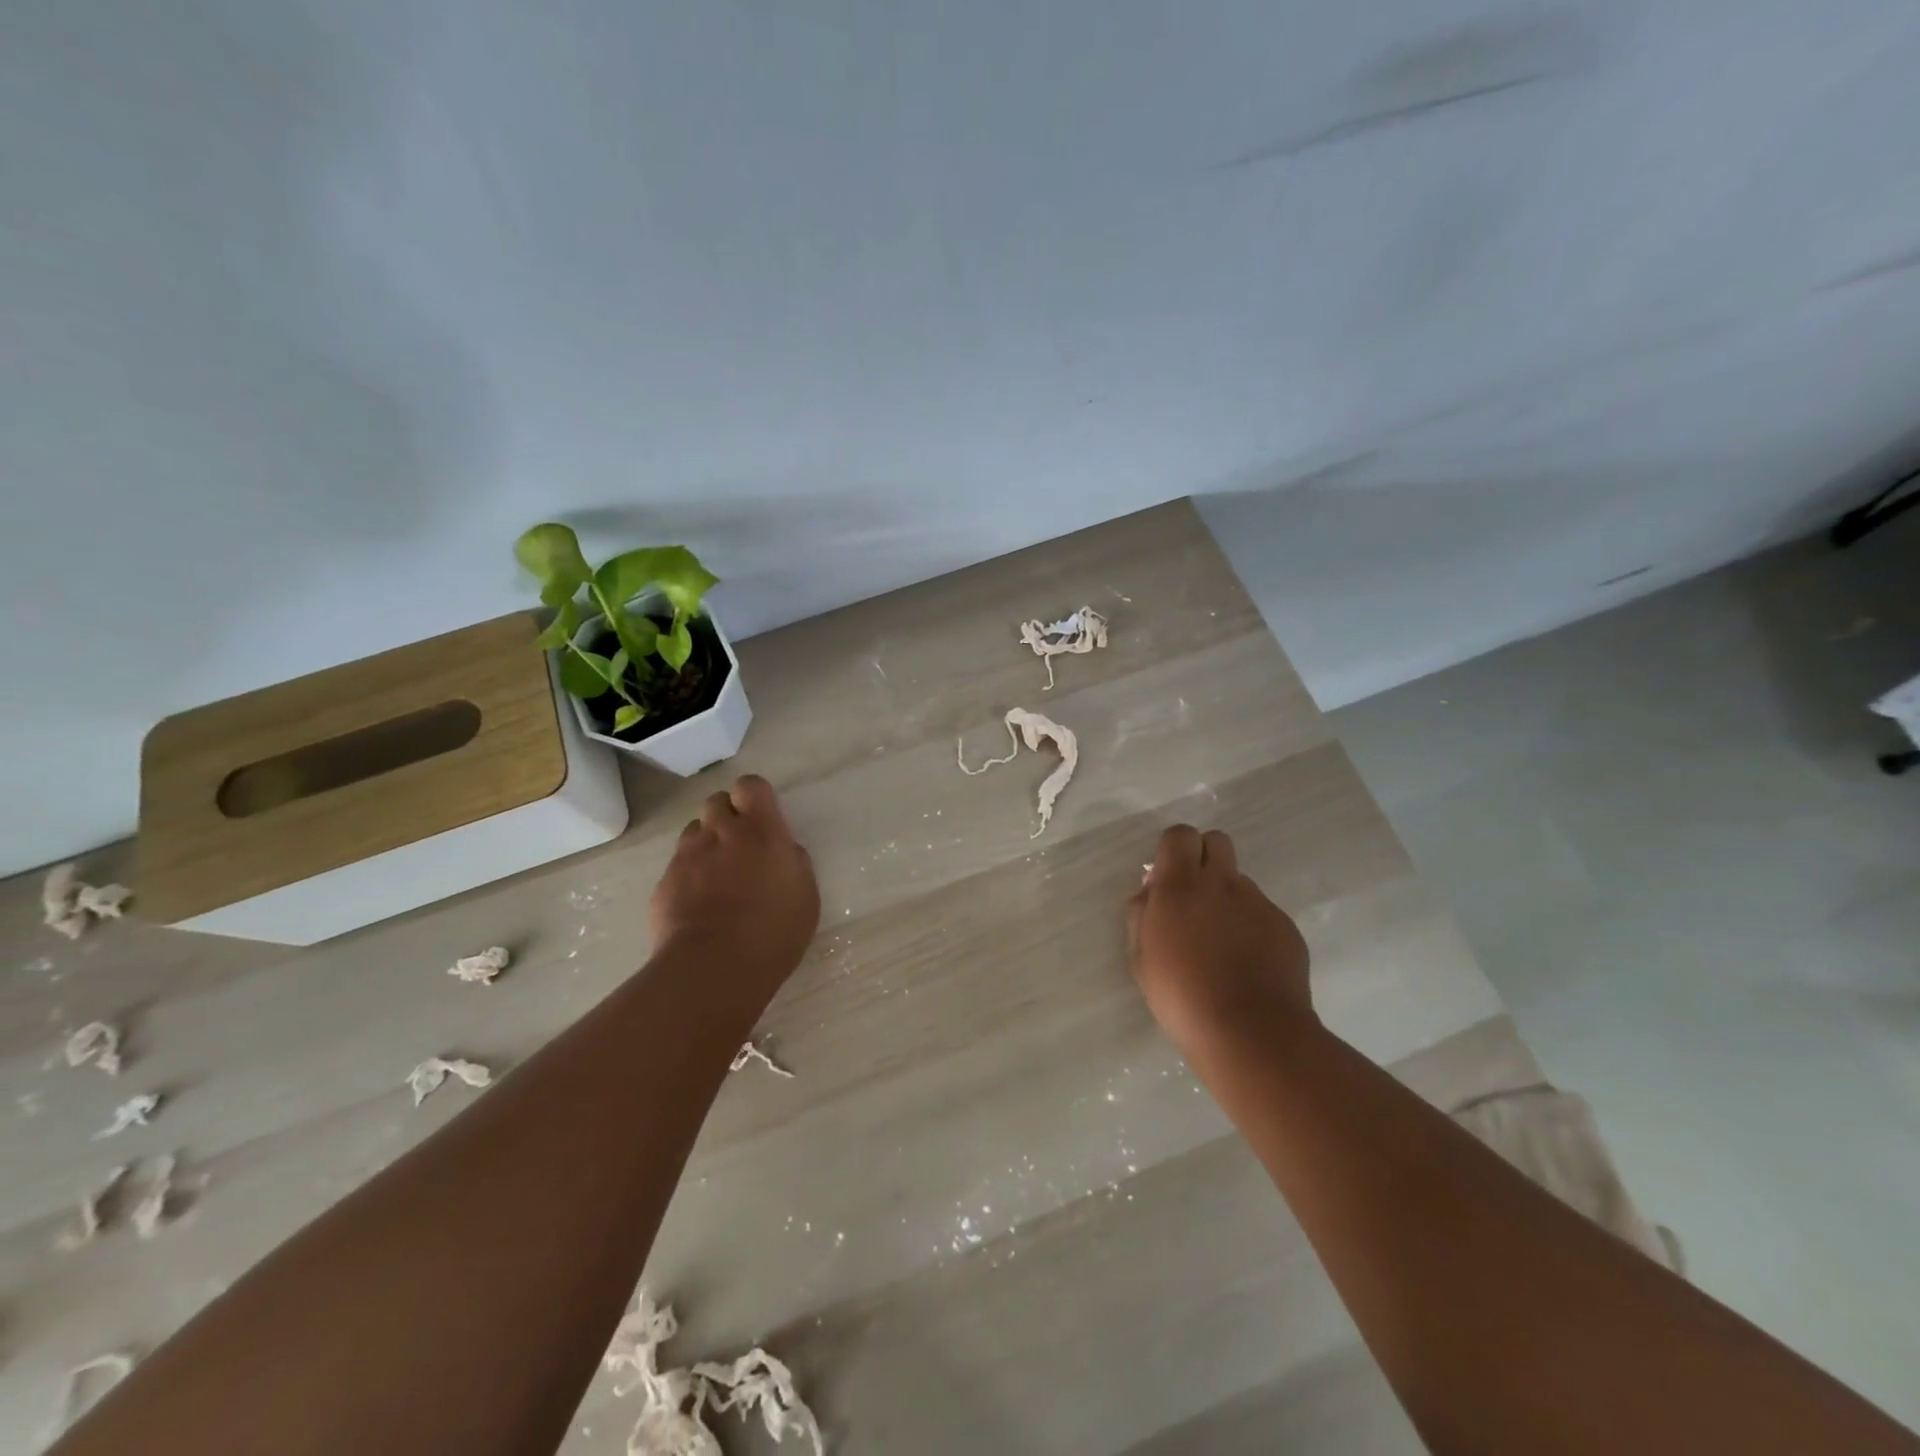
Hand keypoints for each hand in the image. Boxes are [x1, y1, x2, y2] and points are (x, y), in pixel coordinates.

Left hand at [651, 775, 820, 991]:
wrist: (713, 968)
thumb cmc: (773, 932)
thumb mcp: (805, 896)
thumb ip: (794, 863)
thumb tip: (783, 851)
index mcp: (761, 831)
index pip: (750, 785)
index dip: (754, 797)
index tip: (762, 818)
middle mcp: (721, 833)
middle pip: (716, 801)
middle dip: (727, 816)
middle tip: (740, 846)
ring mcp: (687, 856)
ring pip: (695, 831)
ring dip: (707, 843)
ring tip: (718, 875)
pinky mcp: (664, 882)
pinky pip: (678, 865)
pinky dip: (689, 875)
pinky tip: (699, 903)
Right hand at [1127, 825, 1315, 1063]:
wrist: (1250, 1033)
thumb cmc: (1181, 996)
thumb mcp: (1141, 957)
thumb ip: (1142, 914)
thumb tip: (1151, 892)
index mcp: (1179, 885)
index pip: (1179, 835)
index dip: (1174, 849)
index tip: (1168, 877)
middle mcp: (1221, 883)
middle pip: (1217, 841)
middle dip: (1204, 857)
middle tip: (1195, 897)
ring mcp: (1258, 903)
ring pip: (1240, 881)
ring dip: (1228, 897)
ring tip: (1223, 942)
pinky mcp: (1285, 926)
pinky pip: (1263, 912)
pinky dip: (1253, 927)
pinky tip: (1248, 963)